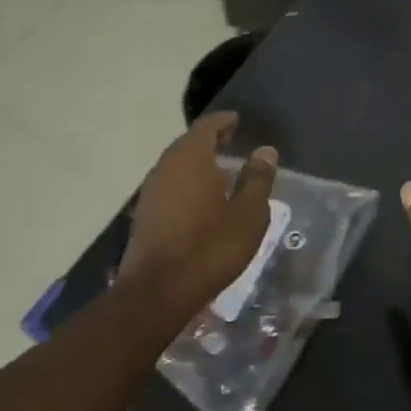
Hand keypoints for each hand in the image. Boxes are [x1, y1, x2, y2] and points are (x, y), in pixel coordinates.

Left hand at [121, 112, 278, 309]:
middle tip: (231, 141)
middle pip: (188, 143)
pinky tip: (201, 198)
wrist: (158, 290)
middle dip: (210, 140)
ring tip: (220, 170)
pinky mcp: (145, 213)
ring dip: (197, 162)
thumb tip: (265, 151)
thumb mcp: (248, 215)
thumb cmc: (210, 247)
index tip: (237, 120)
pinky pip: (170, 185)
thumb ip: (257, 179)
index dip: (223, 121)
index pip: (207, 127)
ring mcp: (151, 190)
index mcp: (191, 158)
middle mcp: (166, 166)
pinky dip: (187, 182)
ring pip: (176, 165)